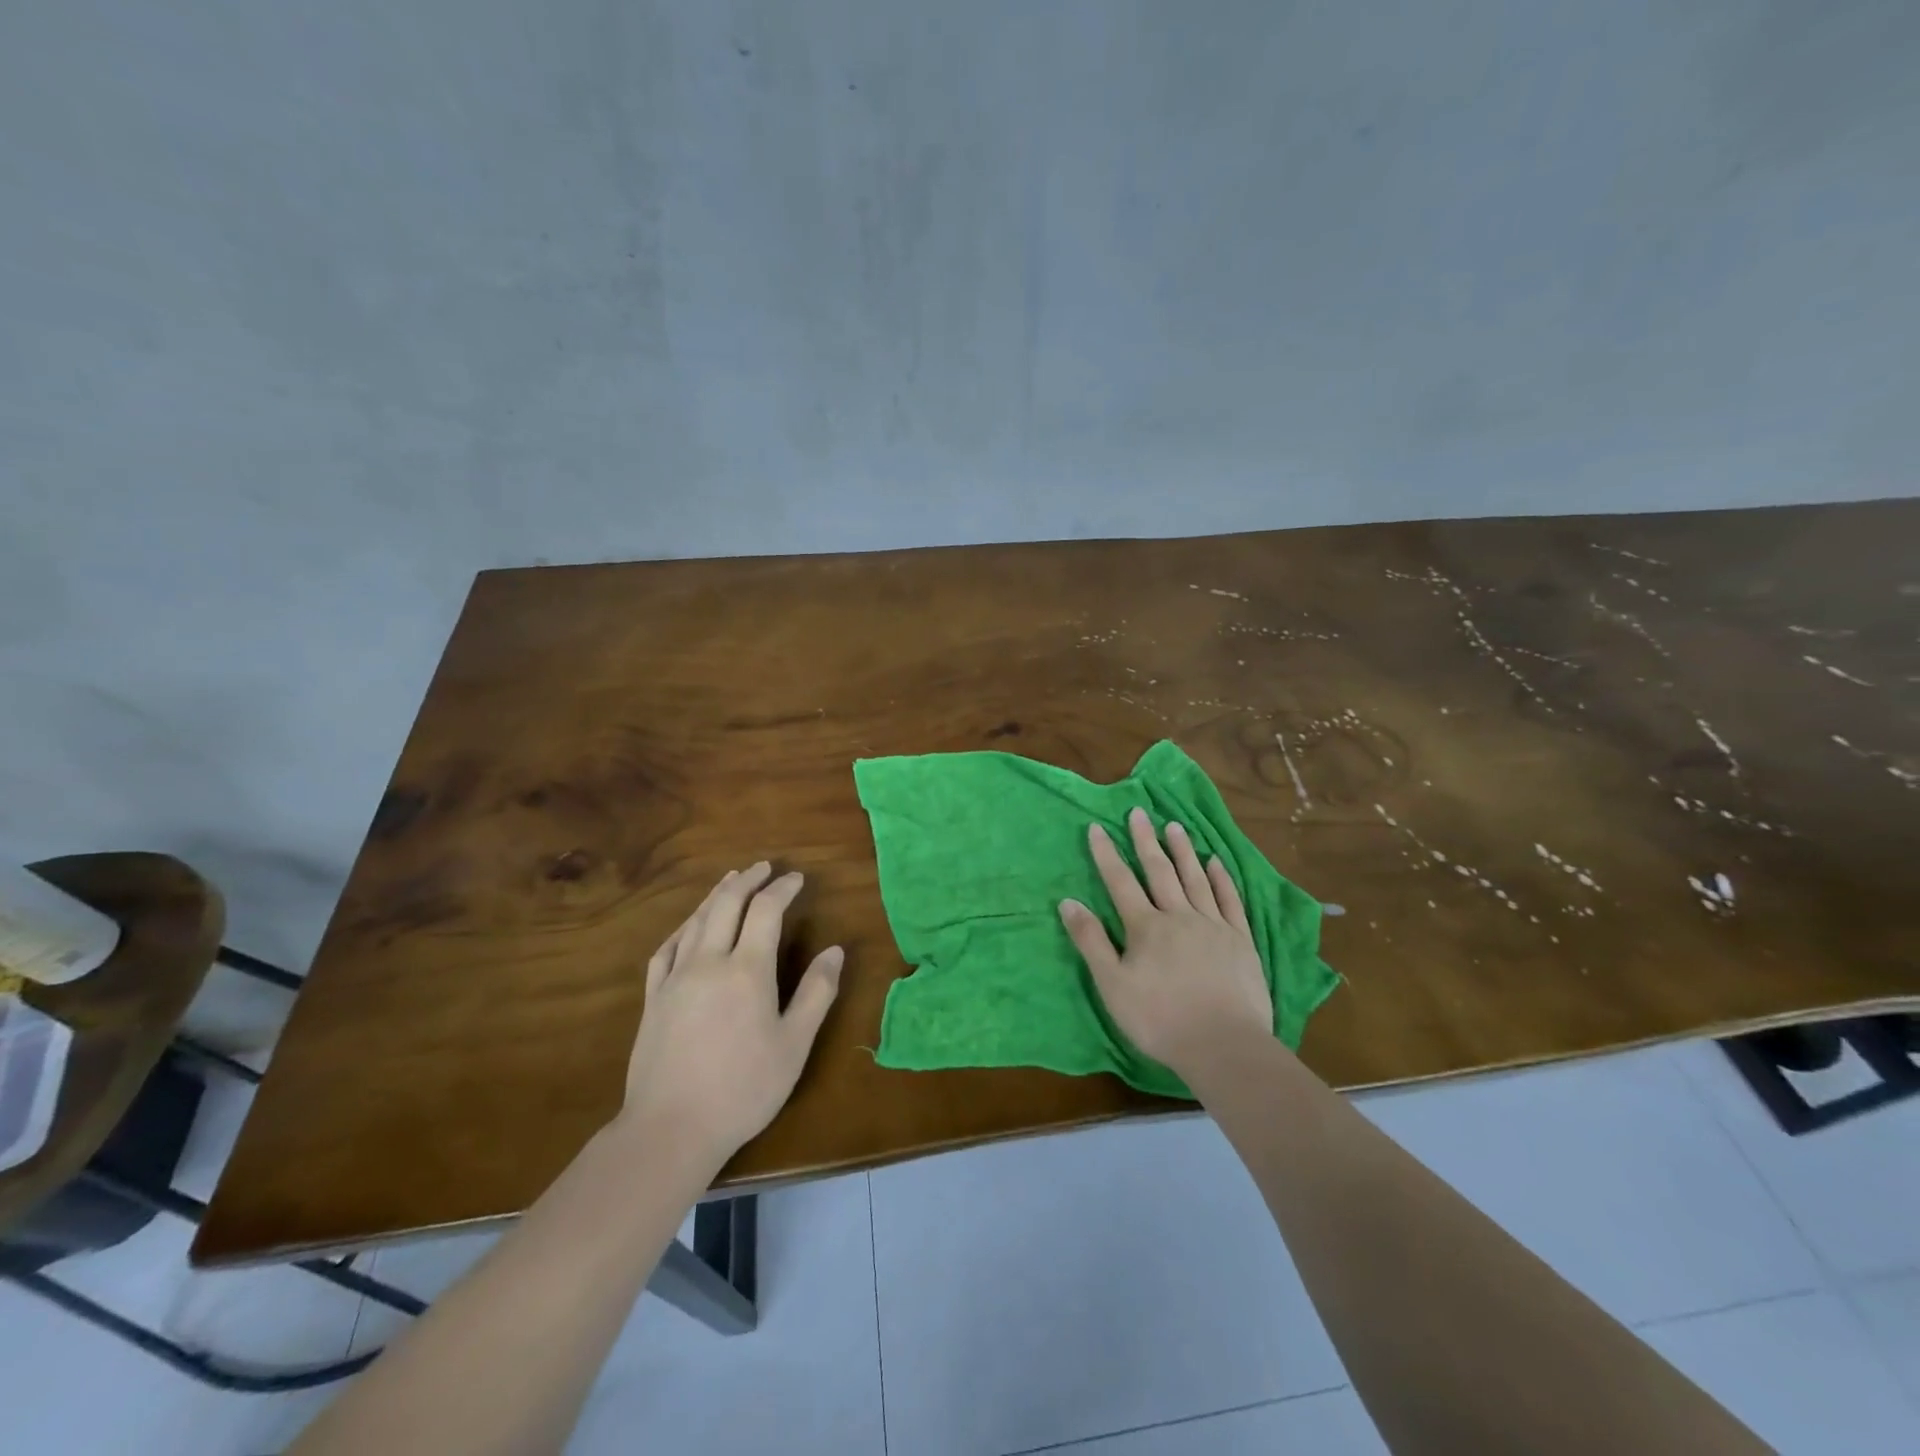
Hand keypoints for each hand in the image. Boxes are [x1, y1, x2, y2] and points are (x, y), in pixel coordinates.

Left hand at [621, 862, 842, 1162]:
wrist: (669, 1129)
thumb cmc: (742, 1089)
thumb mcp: (794, 1045)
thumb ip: (817, 993)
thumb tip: (835, 951)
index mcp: (747, 970)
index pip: (766, 910)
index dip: (782, 888)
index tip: (797, 878)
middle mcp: (709, 962)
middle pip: (726, 904)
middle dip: (747, 879)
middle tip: (763, 866)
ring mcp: (675, 978)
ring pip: (695, 920)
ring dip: (716, 895)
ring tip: (731, 880)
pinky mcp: (653, 998)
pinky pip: (667, 948)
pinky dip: (683, 927)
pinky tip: (688, 926)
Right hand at [1058, 808, 1272, 1079]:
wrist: (1224, 1045)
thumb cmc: (1160, 1019)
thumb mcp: (1112, 985)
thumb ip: (1091, 941)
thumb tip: (1068, 901)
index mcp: (1146, 927)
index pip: (1120, 881)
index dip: (1106, 853)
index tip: (1097, 827)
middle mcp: (1179, 915)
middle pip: (1159, 871)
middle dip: (1145, 840)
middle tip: (1139, 812)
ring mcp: (1213, 925)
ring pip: (1195, 878)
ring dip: (1183, 850)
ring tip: (1174, 826)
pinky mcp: (1241, 940)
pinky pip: (1229, 900)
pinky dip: (1221, 878)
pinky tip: (1216, 861)